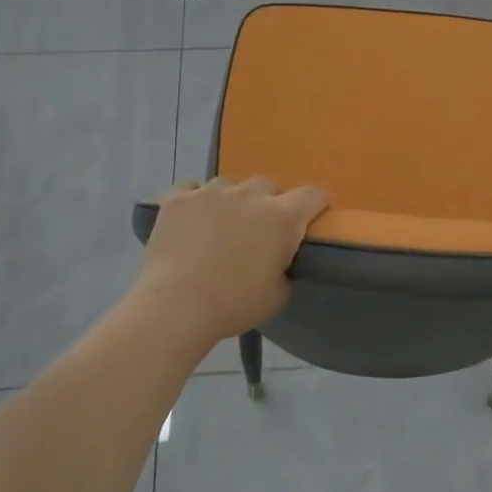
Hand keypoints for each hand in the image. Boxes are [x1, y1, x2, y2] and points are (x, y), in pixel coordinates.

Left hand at [131, 177, 329, 344]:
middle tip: (259, 230)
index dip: (316, 205)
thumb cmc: (233, 305)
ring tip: (220, 226)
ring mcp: (211, 192)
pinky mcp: (177, 198)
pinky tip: (190, 221)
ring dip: (231, 201)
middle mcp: (250, 195)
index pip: (313, 195)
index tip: (311, 219)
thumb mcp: (277, 296)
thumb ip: (285, 268)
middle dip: (268, 203)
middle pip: (268, 185)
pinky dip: (195, 201)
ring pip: (229, 185)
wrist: (175, 306)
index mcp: (282, 218)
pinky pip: (191, 189)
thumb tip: (279, 261)